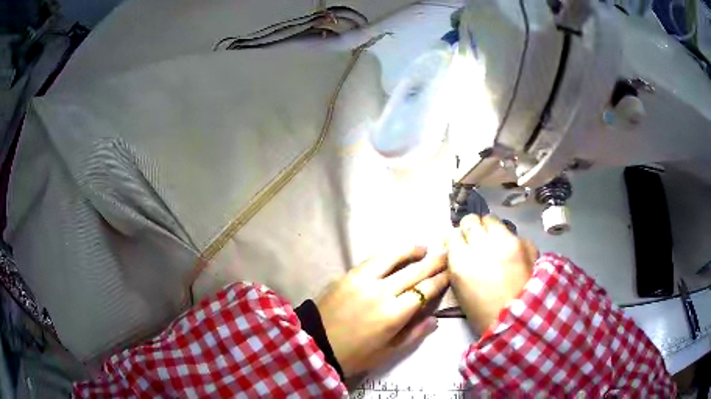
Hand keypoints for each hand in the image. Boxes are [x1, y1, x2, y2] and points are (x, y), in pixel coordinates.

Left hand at [316, 246, 447, 376]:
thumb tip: (434, 318)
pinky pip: (373, 260)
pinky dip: (388, 254)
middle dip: (433, 262)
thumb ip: (413, 334)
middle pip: (413, 271)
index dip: (440, 279)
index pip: (424, 290)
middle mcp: (382, 292)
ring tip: (424, 247)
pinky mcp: (348, 275)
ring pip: (392, 257)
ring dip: (410, 250)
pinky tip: (395, 253)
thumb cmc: (354, 355)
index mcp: (394, 314)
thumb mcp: (388, 352)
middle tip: (446, 254)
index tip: (450, 271)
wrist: (316, 344)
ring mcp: (363, 280)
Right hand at [449, 214, 537, 333]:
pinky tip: (512, 253)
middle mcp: (483, 246)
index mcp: (462, 263)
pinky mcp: (525, 243)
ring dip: (489, 229)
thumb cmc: (484, 314)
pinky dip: (509, 240)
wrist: (518, 321)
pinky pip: (512, 232)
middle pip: (471, 221)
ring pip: (492, 220)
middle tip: (475, 240)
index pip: (453, 235)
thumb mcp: (460, 290)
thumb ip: (458, 265)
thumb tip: (459, 248)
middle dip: (471, 229)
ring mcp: (507, 242)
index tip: (459, 245)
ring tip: (493, 242)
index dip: (456, 240)